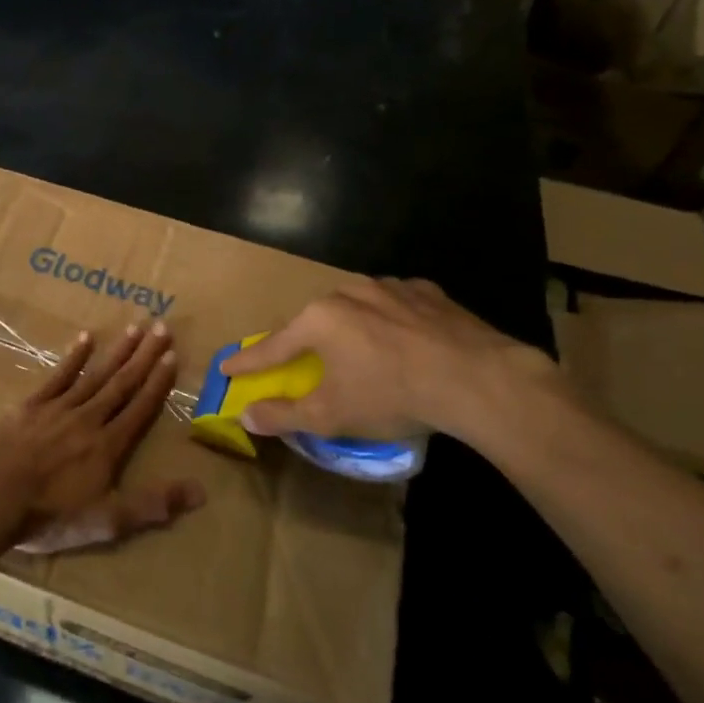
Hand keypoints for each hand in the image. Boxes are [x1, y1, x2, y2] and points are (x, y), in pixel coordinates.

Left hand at [0, 323, 204, 555]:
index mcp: (109, 445)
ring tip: (135, 327)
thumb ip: (153, 505)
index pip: (140, 408)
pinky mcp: (32, 405)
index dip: (158, 382)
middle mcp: (89, 418)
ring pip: (95, 374)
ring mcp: (59, 408)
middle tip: (162, 327)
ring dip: (117, 351)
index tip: (172, 355)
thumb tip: (201, 491)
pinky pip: (58, 376)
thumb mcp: (108, 520)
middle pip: (122, 383)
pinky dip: (74, 357)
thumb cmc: (52, 515)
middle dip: (144, 356)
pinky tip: (86, 338)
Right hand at [223, 279, 564, 450]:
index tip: (227, 366)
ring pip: (357, 307)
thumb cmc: (392, 395)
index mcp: (320, 319)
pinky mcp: (429, 292)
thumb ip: (283, 415)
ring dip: (350, 327)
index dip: (249, 362)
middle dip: (304, 340)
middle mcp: (349, 292)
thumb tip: (245, 415)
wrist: (476, 378)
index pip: (273, 345)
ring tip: (360, 352)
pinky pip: (397, 305)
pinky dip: (391, 321)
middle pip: (315, 320)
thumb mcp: (331, 415)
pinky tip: (404, 341)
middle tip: (301, 360)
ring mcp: (391, 287)